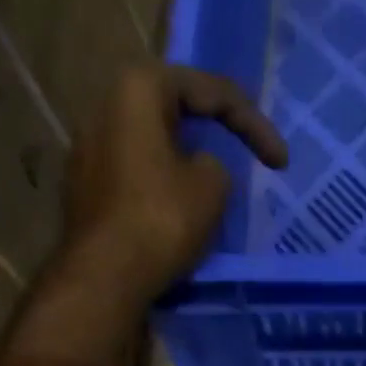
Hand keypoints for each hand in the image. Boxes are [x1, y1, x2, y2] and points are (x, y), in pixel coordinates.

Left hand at [61, 63, 287, 310]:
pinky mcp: (84, 188)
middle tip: (247, 152)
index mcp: (138, 89)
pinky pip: (135, 174)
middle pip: (175, 110)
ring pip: (153, 144)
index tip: (280, 162)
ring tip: (215, 183)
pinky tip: (180, 208)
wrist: (104, 277)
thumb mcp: (213, 185)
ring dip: (186, 159)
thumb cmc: (162, 219)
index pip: (210, 91)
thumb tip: (198, 168)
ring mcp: (87, 149)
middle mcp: (104, 107)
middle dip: (215, 131)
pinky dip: (163, 184)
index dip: (254, 123)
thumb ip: (215, 164)